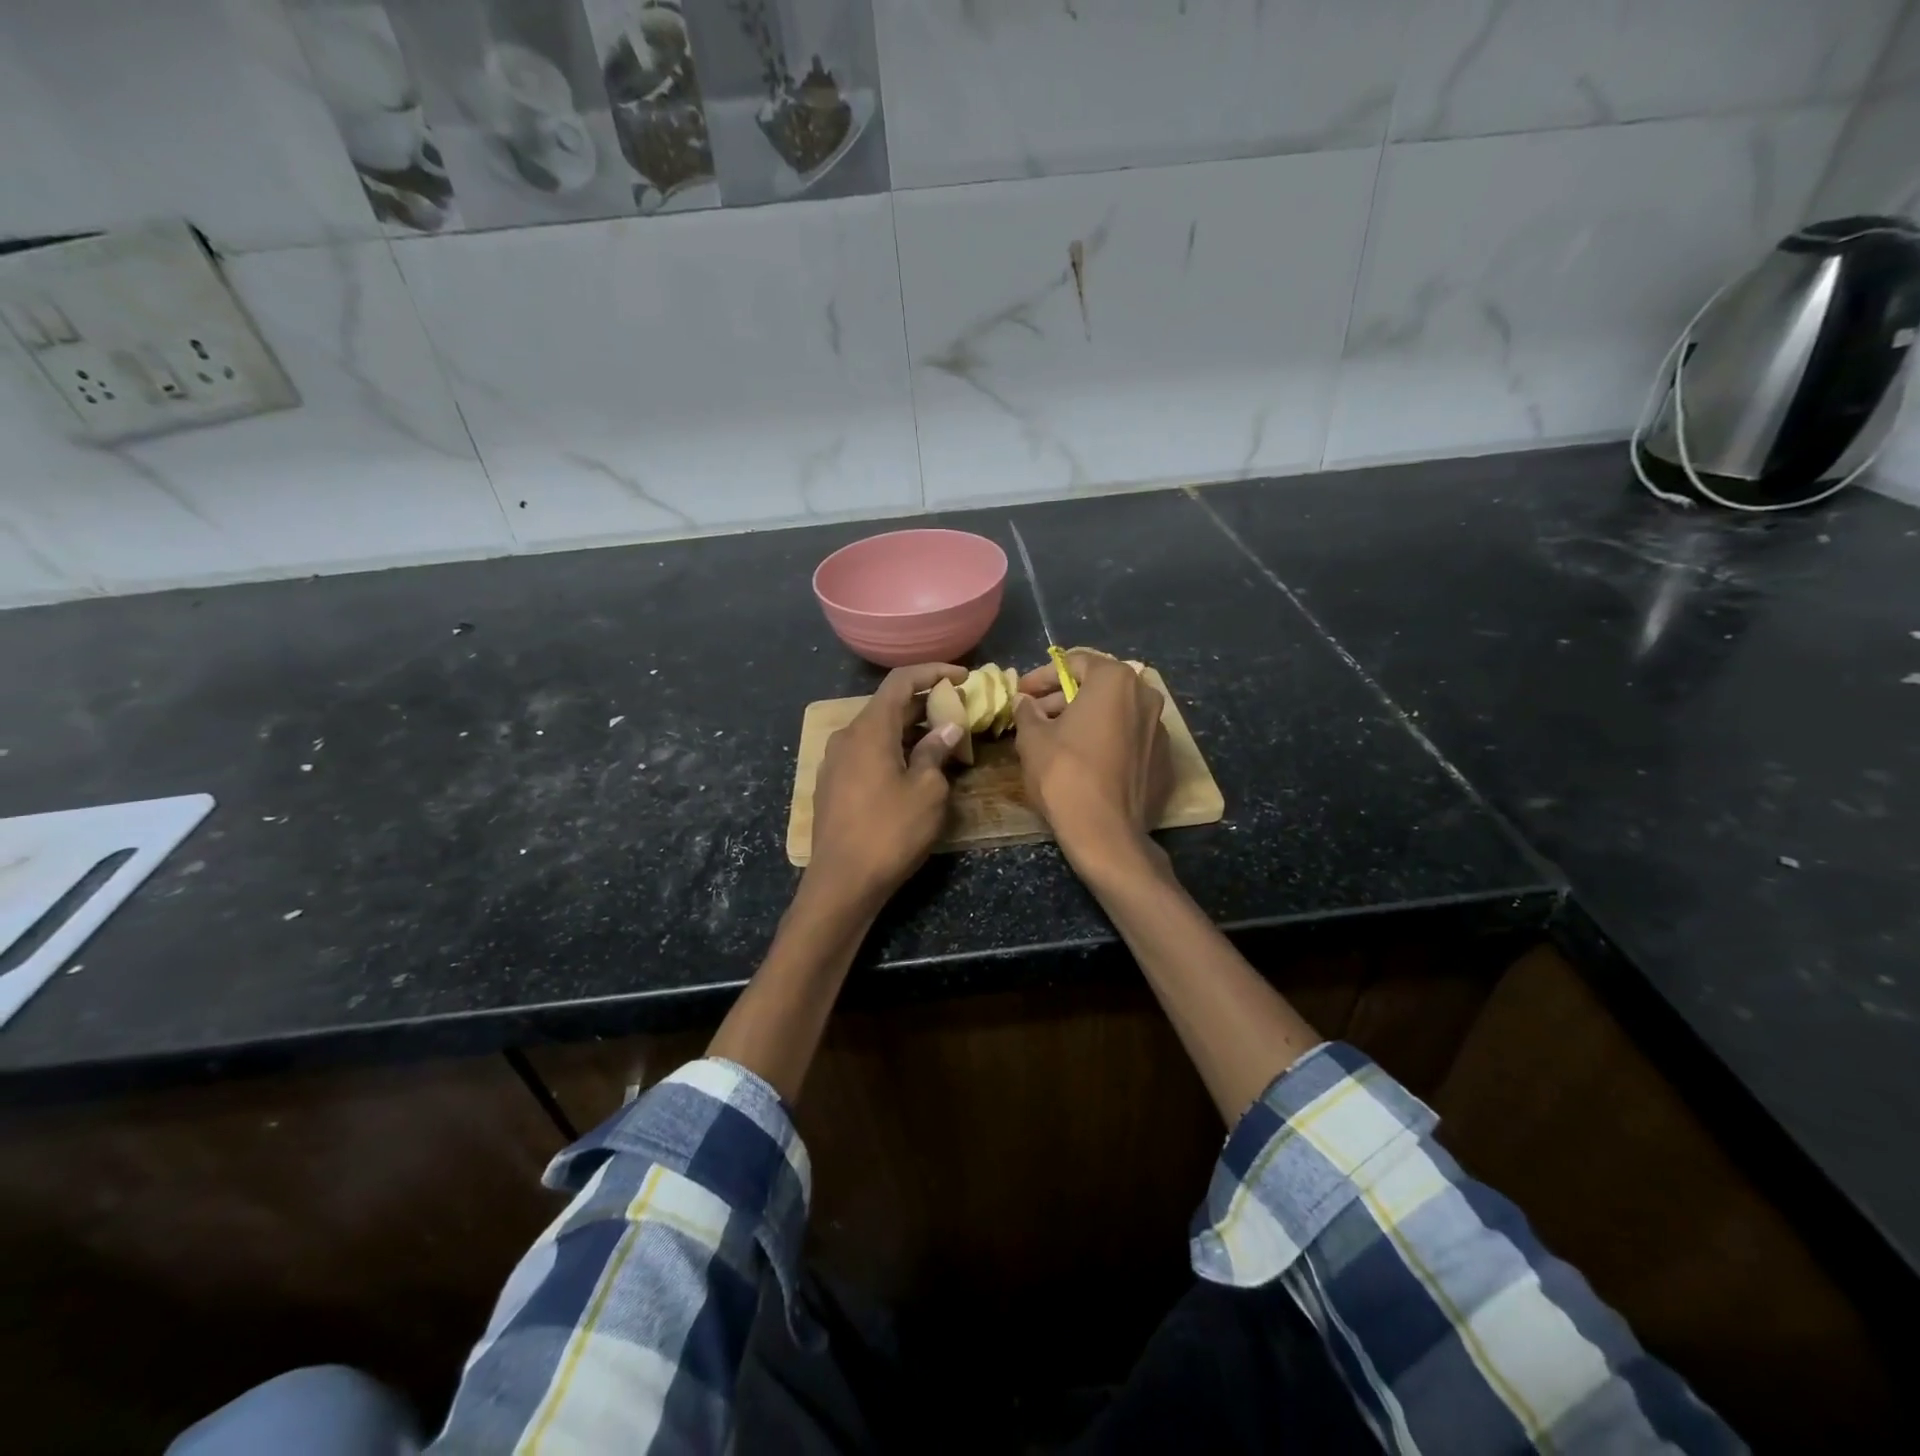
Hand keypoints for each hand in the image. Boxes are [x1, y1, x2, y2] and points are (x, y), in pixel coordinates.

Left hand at [809, 662, 967, 905]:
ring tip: (943, 741)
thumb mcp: (927, 791)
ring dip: (910, 729)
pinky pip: (867, 752)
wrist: (841, 883)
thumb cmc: (890, 832)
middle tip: (959, 711)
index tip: (963, 677)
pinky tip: (913, 767)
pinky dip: (893, 748)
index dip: (933, 672)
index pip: (901, 681)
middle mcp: (847, 736)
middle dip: (925, 703)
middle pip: (888, 705)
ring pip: (877, 731)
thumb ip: (936, 752)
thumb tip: (947, 728)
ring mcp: (835, 761)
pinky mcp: (833, 784)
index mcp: (870, 729)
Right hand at [1012, 652, 1171, 872]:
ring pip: (1116, 714)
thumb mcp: (1032, 739)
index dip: (1043, 676)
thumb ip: (1027, 712)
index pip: (1075, 662)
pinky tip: (1085, 762)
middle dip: (1064, 698)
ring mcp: (1160, 730)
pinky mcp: (1165, 761)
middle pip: (1099, 687)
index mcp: (1115, 681)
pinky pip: (1130, 741)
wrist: (1106, 833)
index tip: (1022, 692)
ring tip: (1057, 740)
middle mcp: (1146, 696)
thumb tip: (1024, 702)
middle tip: (1036, 716)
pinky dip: (1107, 743)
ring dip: (1086, 720)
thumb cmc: (1064, 774)